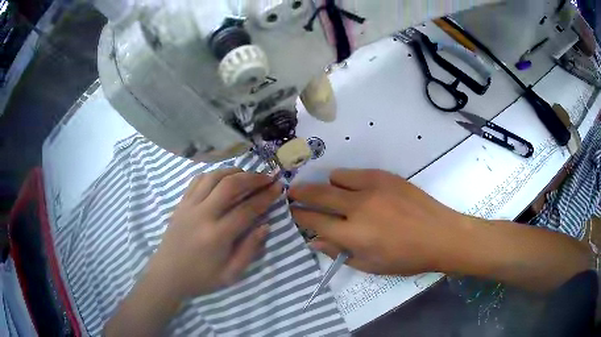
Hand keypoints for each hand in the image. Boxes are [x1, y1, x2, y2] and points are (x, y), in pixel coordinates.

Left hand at [147, 168, 281, 299]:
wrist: (168, 274)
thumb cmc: (201, 278)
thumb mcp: (231, 274)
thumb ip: (250, 250)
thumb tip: (265, 226)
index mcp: (217, 236)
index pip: (247, 209)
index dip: (265, 196)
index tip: (278, 187)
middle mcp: (202, 215)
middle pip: (230, 185)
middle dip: (252, 177)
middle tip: (266, 177)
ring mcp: (189, 206)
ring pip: (213, 177)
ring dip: (233, 172)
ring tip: (247, 175)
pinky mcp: (181, 204)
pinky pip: (197, 180)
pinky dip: (213, 174)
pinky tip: (222, 179)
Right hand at [290, 169, 464, 275]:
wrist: (440, 235)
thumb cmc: (406, 258)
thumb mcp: (370, 265)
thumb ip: (339, 252)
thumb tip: (315, 241)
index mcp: (354, 234)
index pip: (314, 221)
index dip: (299, 216)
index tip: (291, 212)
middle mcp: (358, 207)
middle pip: (318, 194)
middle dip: (300, 193)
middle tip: (292, 193)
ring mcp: (373, 187)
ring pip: (335, 178)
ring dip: (328, 186)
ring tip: (331, 194)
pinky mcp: (385, 176)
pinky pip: (355, 172)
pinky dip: (348, 180)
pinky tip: (355, 190)